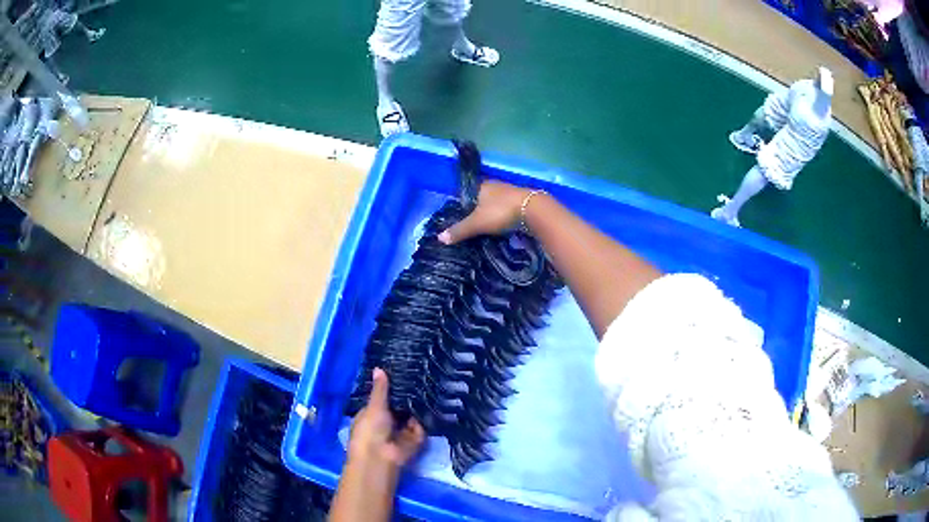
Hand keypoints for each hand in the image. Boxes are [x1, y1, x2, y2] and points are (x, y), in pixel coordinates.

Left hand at [348, 368, 424, 470]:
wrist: (380, 458)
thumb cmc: (370, 430)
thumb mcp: (374, 406)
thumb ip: (380, 389)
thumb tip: (378, 368)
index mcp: (371, 416)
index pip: (382, 400)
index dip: (390, 390)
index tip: (402, 374)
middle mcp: (386, 424)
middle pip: (399, 408)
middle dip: (407, 399)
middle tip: (419, 377)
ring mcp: (400, 433)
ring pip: (411, 417)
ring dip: (417, 408)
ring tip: (428, 386)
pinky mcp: (414, 441)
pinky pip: (421, 428)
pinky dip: (423, 420)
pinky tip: (430, 404)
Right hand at [438, 180, 530, 244]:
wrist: (533, 210)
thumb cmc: (501, 211)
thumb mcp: (477, 223)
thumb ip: (459, 230)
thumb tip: (439, 238)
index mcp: (481, 186)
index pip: (466, 194)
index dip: (461, 205)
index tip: (458, 218)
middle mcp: (494, 186)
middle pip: (480, 199)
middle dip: (476, 211)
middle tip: (469, 226)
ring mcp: (508, 193)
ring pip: (494, 204)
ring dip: (490, 214)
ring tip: (483, 229)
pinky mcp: (520, 201)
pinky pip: (505, 209)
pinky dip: (501, 217)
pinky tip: (499, 227)